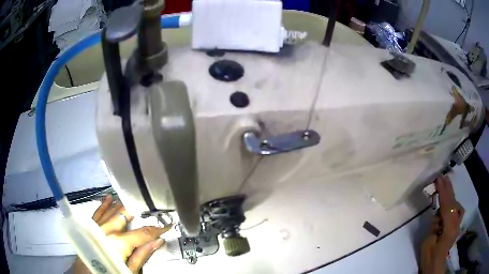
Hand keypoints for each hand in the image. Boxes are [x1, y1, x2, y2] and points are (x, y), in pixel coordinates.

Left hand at [73, 195, 170, 273]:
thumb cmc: (109, 273)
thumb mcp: (129, 271)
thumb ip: (141, 256)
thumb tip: (157, 241)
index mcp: (119, 242)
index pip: (143, 233)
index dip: (158, 228)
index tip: (169, 223)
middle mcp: (107, 230)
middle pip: (126, 215)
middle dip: (140, 211)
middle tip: (153, 207)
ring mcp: (97, 226)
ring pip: (112, 210)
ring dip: (124, 205)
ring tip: (135, 199)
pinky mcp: (90, 227)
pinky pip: (97, 212)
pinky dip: (104, 204)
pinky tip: (109, 197)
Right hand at [421, 175, 464, 273]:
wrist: (436, 264)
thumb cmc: (430, 255)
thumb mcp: (429, 241)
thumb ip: (435, 225)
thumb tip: (439, 213)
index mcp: (449, 227)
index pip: (447, 205)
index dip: (443, 191)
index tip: (439, 179)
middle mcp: (456, 222)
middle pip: (453, 202)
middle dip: (448, 189)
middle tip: (442, 176)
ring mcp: (458, 223)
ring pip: (456, 204)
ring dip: (450, 194)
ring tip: (444, 184)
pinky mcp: (457, 224)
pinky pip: (457, 210)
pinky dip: (453, 203)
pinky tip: (449, 201)